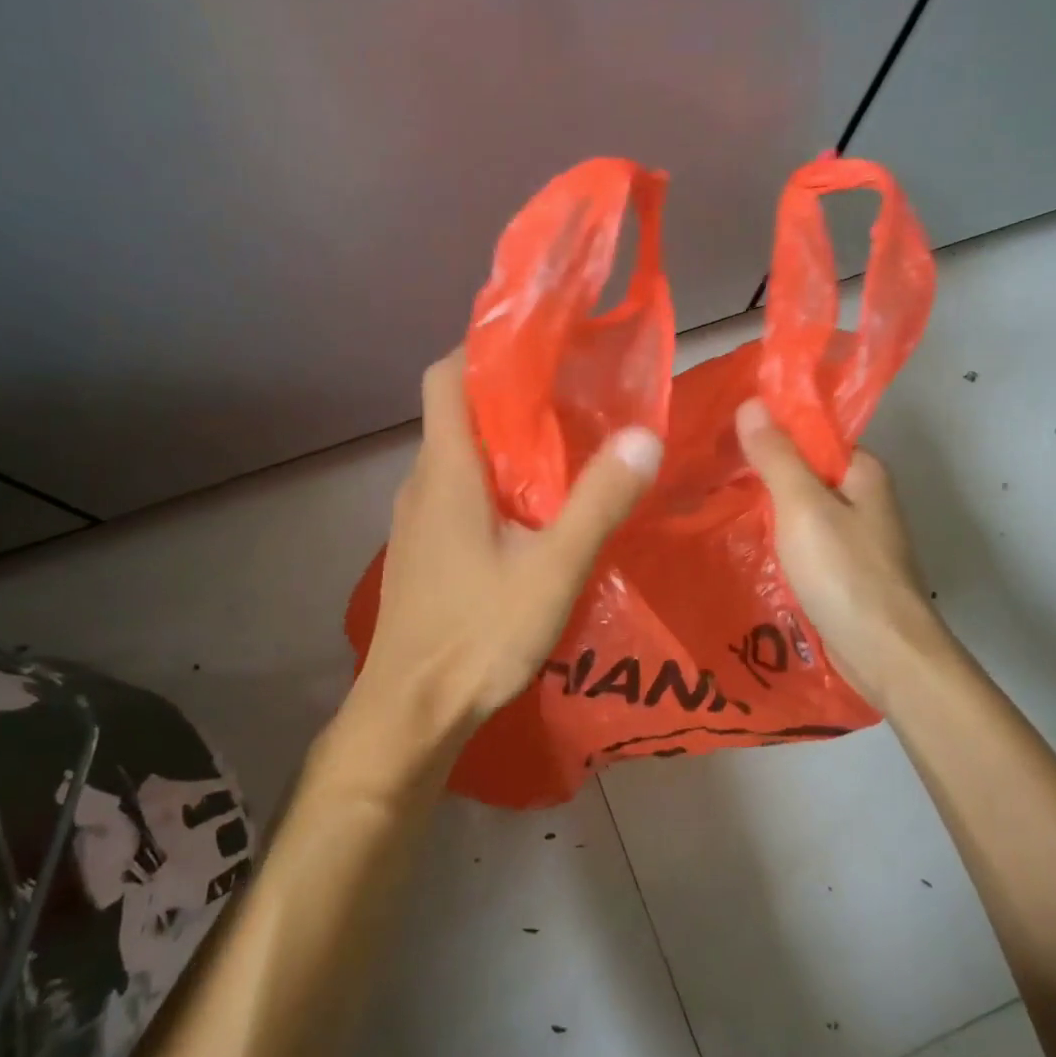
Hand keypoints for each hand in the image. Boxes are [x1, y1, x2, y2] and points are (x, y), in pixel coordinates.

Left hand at [351, 352, 661, 762]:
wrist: (412, 710)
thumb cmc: (478, 633)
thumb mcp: (553, 569)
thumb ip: (598, 502)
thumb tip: (643, 435)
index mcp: (447, 470)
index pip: (446, 376)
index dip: (484, 348)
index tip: (539, 346)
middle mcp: (422, 483)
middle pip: (457, 415)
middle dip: (511, 399)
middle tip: (574, 402)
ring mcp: (416, 521)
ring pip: (459, 459)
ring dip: (504, 447)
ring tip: (564, 456)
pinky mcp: (422, 553)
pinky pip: (456, 497)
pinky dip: (493, 487)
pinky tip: (532, 520)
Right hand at [735, 398, 940, 703]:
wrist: (884, 653)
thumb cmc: (845, 573)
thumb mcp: (803, 506)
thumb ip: (777, 457)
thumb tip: (751, 403)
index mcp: (862, 472)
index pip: (812, 434)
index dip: (770, 430)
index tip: (723, 433)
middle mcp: (861, 499)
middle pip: (803, 471)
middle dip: (760, 470)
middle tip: (707, 469)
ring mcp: (851, 537)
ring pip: (798, 509)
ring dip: (763, 507)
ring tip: (711, 501)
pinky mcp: (839, 570)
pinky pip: (799, 541)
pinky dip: (774, 538)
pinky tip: (740, 541)